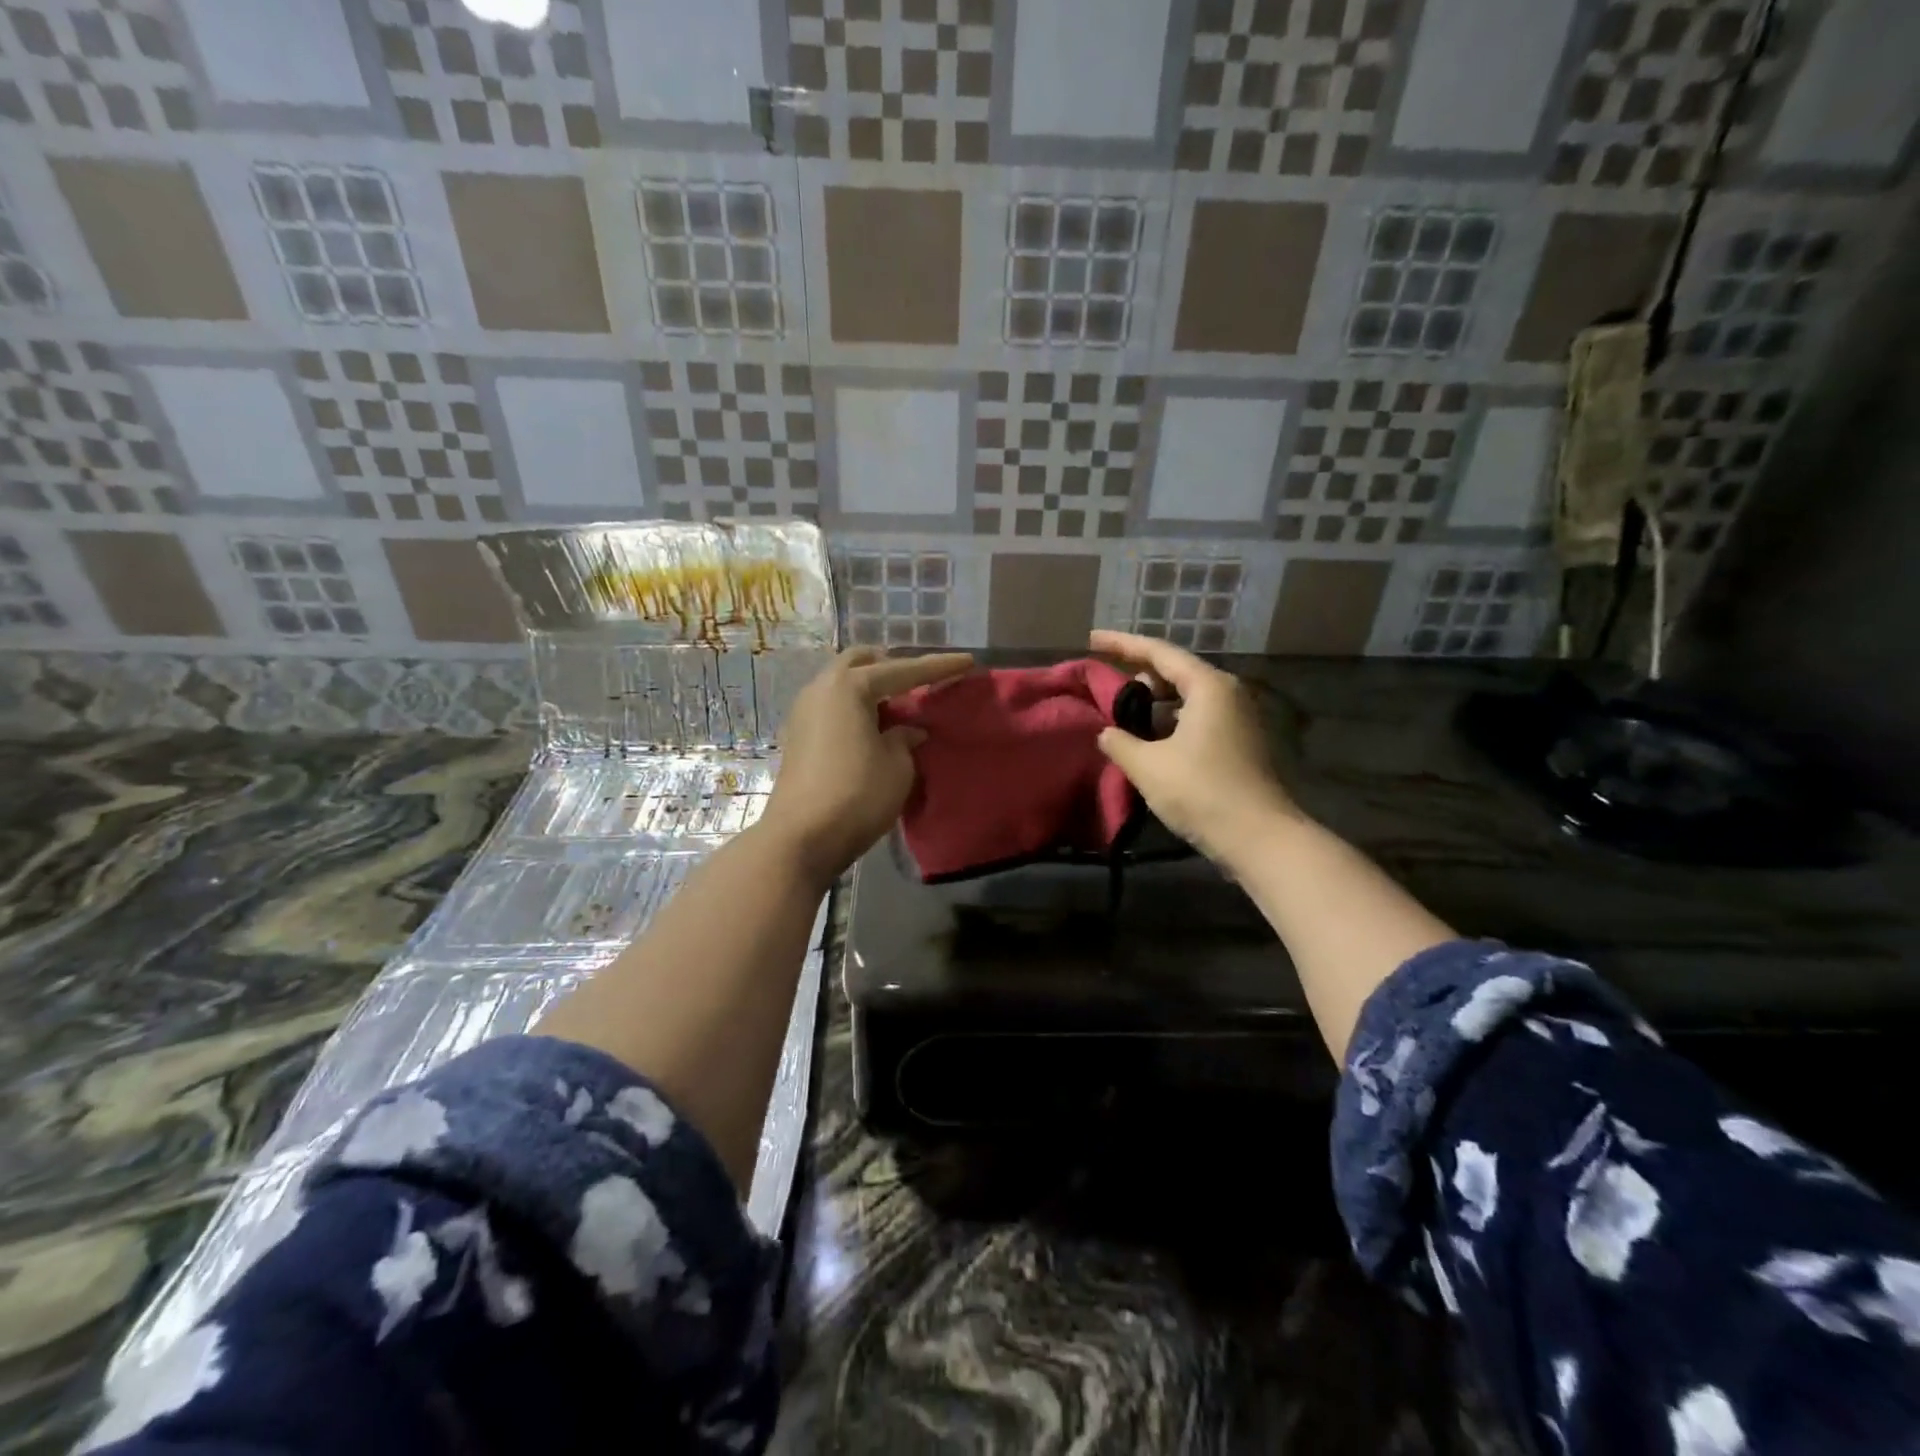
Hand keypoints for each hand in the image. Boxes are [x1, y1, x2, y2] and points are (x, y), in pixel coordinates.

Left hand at [763, 646, 973, 885]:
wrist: (801, 837)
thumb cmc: (857, 795)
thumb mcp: (897, 766)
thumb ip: (906, 739)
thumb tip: (908, 731)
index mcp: (850, 686)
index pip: (902, 670)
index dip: (938, 667)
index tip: (967, 661)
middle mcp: (821, 688)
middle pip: (861, 662)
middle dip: (892, 665)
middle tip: (918, 680)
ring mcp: (803, 710)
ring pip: (841, 682)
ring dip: (869, 686)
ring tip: (896, 704)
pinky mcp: (797, 734)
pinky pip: (831, 704)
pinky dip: (853, 705)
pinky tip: (870, 725)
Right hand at [1089, 630, 1301, 864]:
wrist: (1260, 838)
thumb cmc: (1201, 792)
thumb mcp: (1148, 766)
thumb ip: (1119, 742)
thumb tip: (1107, 732)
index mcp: (1208, 686)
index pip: (1157, 652)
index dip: (1121, 644)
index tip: (1092, 639)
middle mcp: (1227, 693)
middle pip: (1175, 672)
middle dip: (1138, 677)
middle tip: (1107, 688)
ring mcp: (1238, 718)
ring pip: (1187, 698)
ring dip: (1154, 704)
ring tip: (1124, 718)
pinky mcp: (1240, 742)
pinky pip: (1198, 718)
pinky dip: (1171, 722)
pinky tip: (1151, 742)